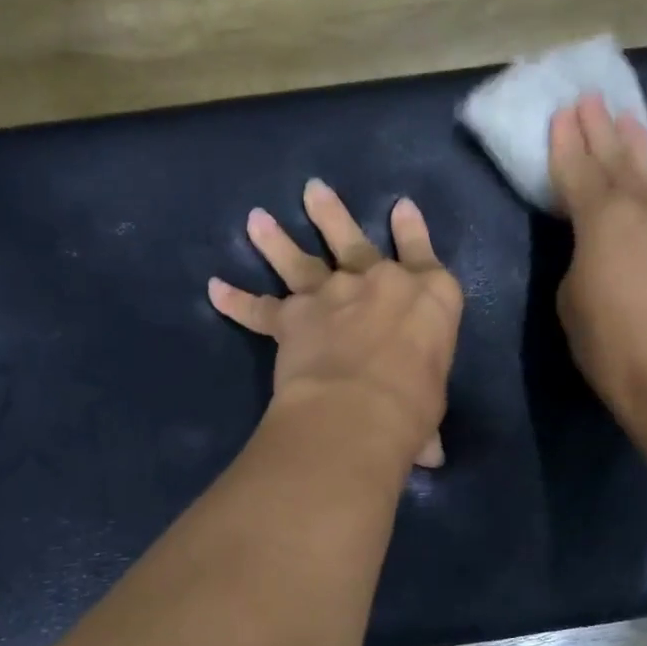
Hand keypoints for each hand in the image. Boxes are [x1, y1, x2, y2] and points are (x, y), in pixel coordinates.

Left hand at [209, 179, 462, 469]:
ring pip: (301, 259)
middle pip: (353, 240)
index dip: (413, 231)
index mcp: (429, 296)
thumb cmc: (415, 407)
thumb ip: (425, 421)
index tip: (402, 206)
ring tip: (256, 219)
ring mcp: (332, 294)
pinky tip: (215, 289)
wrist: (359, 409)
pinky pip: (259, 308)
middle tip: (312, 189)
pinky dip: (236, 300)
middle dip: (332, 214)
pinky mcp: (293, 317)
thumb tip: (431, 456)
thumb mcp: (432, 408)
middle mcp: (379, 283)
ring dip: (277, 239)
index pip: (422, 254)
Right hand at [549, 95, 646, 433]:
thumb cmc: (611, 345)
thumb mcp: (571, 301)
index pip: (578, 170)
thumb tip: (593, 249)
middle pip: (618, 157)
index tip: (561, 114)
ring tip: (628, 116)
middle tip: (590, 99)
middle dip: (601, 128)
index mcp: (601, 219)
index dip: (566, 143)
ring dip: (639, 141)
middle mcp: (643, 207)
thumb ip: (578, 260)